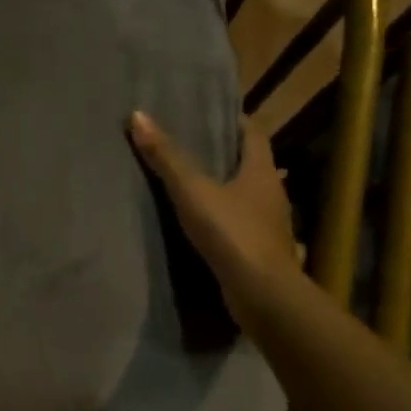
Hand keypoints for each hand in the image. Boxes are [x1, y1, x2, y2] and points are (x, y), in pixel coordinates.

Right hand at [128, 110, 303, 329]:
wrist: (264, 296)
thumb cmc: (233, 233)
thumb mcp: (193, 190)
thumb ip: (166, 156)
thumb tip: (138, 115)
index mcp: (263, 172)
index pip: (254, 134)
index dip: (235, 121)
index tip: (211, 113)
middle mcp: (272, 195)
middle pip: (251, 165)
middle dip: (225, 155)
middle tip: (191, 145)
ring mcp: (270, 227)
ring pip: (247, 198)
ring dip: (225, 190)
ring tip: (191, 184)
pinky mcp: (261, 254)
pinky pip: (242, 227)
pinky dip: (225, 221)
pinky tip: (204, 226)